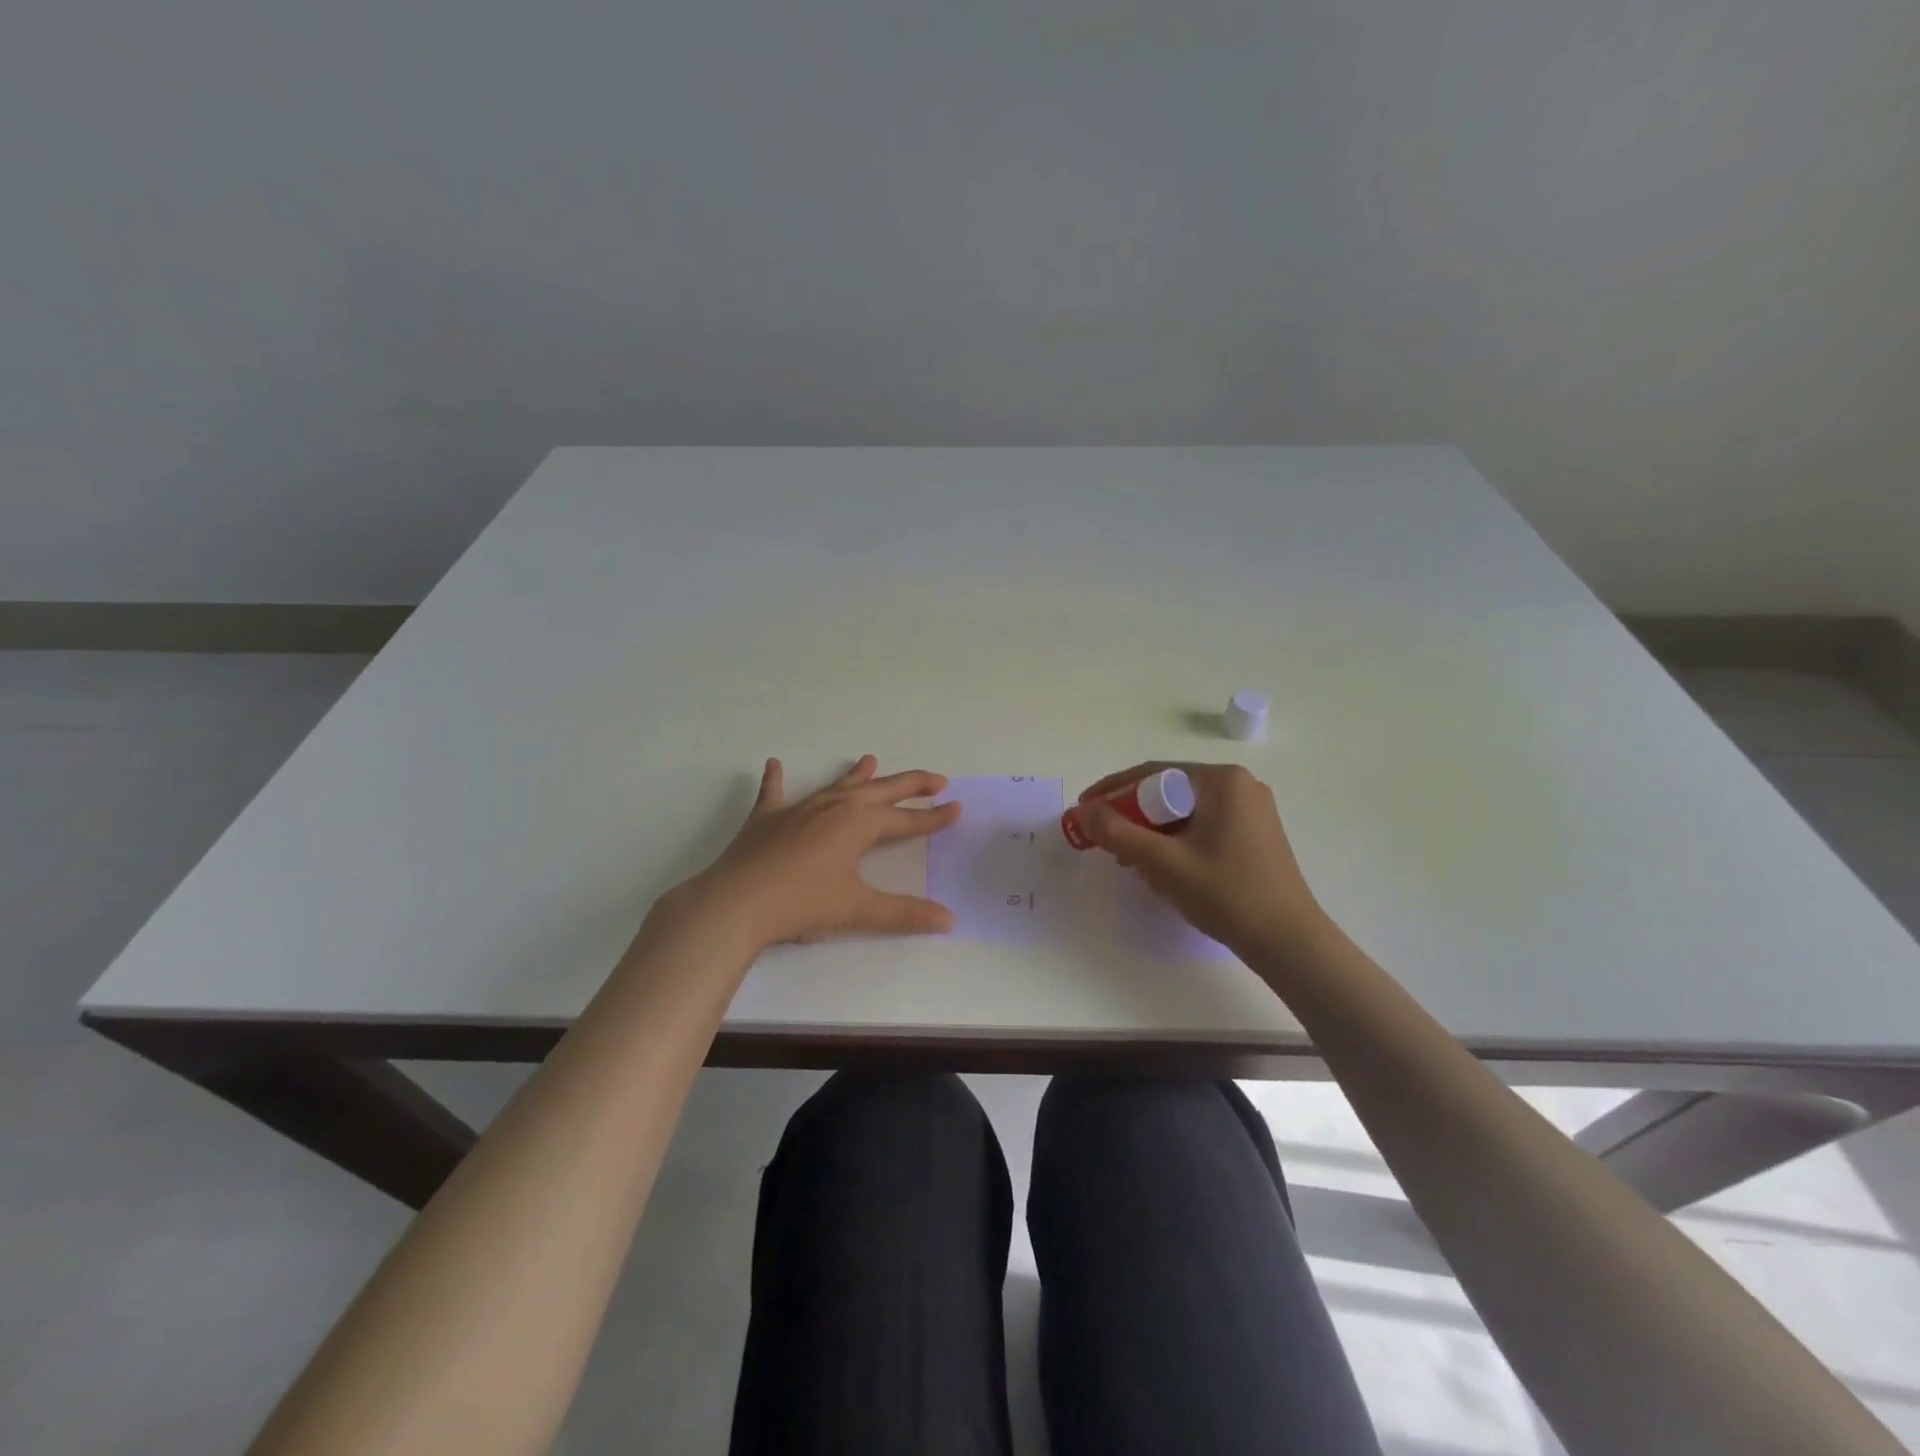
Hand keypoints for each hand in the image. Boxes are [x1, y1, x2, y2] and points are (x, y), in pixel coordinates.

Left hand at [678, 755, 960, 950]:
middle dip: (910, 784)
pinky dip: (775, 779)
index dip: (933, 818)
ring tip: (871, 758)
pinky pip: (773, 792)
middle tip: (936, 778)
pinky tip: (774, 764)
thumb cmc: (802, 905)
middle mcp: (833, 807)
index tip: (956, 808)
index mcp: (858, 824)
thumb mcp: (858, 909)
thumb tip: (949, 919)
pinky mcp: (766, 819)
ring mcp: (798, 809)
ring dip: (856, 774)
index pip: (906, 820)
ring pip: (836, 785)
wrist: (736, 904)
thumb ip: (904, 914)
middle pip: (880, 791)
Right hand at [1075, 762, 1330, 954]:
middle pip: (1169, 792)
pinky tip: (1164, 869)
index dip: (1112, 791)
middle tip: (1106, 841)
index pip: (1152, 774)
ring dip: (1153, 832)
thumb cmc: (1226, 894)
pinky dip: (1177, 841)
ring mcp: (1251, 810)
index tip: (1084, 810)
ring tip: (1131, 862)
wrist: (1288, 942)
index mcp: (1221, 780)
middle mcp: (1239, 785)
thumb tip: (1081, 812)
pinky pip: (1203, 826)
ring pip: (1185, 812)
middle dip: (1133, 816)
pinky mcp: (1255, 834)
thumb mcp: (1162, 863)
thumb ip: (1117, 833)